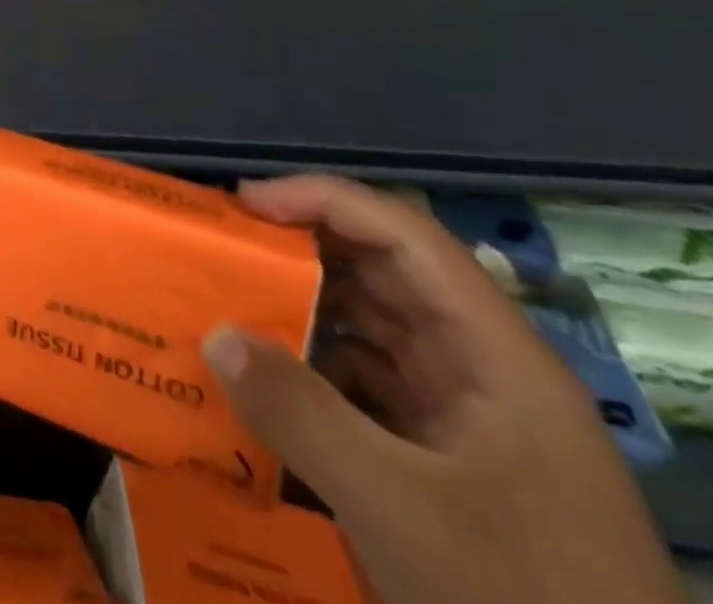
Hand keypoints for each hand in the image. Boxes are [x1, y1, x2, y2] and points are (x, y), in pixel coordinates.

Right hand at [202, 175, 682, 603]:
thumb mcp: (401, 512)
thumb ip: (300, 414)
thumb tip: (214, 334)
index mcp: (498, 358)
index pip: (406, 236)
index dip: (324, 200)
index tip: (245, 204)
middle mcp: (485, 371)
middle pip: (385, 274)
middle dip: (301, 249)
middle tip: (223, 247)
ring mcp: (468, 419)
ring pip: (372, 326)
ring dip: (301, 306)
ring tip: (228, 301)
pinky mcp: (447, 461)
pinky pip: (366, 381)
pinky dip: (312, 364)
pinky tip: (264, 378)